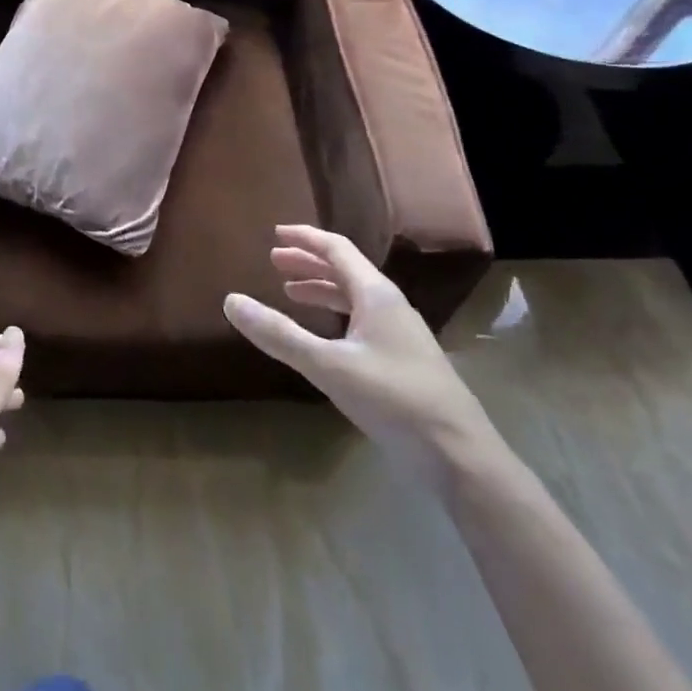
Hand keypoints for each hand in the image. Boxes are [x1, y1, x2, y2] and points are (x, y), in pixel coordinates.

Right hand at [223, 225, 498, 482]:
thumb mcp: (328, 366)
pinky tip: (325, 335)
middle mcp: (390, 306)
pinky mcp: (404, 361)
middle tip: (274, 262)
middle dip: (308, 263)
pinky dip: (336, 316)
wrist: (460, 457)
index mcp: (376, 294)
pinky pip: (362, 321)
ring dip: (321, 289)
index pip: (337, 249)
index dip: (305, 238)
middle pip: (345, 270)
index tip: (275, 234)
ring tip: (290, 293)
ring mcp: (401, 334)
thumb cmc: (393, 400)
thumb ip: (279, 334)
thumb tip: (231, 301)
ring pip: (355, 297)